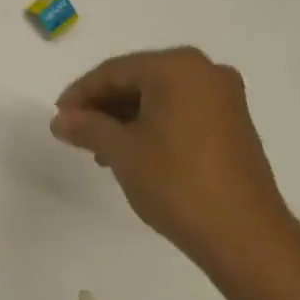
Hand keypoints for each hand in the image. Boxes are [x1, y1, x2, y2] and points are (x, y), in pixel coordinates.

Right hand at [51, 47, 290, 265]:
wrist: (241, 232)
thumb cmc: (175, 182)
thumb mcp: (122, 152)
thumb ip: (87, 128)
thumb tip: (60, 120)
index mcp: (178, 67)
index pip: (115, 71)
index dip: (80, 94)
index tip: (58, 119)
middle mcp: (206, 72)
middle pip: (139, 79)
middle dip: (103, 106)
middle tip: (75, 133)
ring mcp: (224, 98)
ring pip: (160, 98)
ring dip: (126, 118)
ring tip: (100, 150)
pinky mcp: (232, 124)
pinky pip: (181, 112)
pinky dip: (152, 126)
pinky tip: (133, 153)